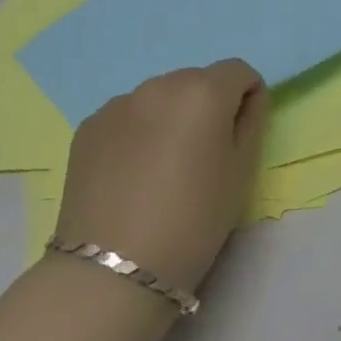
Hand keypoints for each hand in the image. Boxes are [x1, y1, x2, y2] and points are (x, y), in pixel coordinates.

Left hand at [55, 60, 270, 296]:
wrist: (113, 268)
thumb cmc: (194, 220)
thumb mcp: (242, 172)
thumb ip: (252, 122)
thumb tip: (247, 100)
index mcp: (203, 92)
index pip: (239, 71)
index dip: (248, 97)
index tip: (242, 134)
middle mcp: (159, 85)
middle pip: (197, 81)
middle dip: (207, 106)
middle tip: (203, 155)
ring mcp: (117, 104)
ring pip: (159, 97)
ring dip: (170, 117)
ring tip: (163, 167)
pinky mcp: (88, 127)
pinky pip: (127, 116)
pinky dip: (138, 132)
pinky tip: (132, 174)